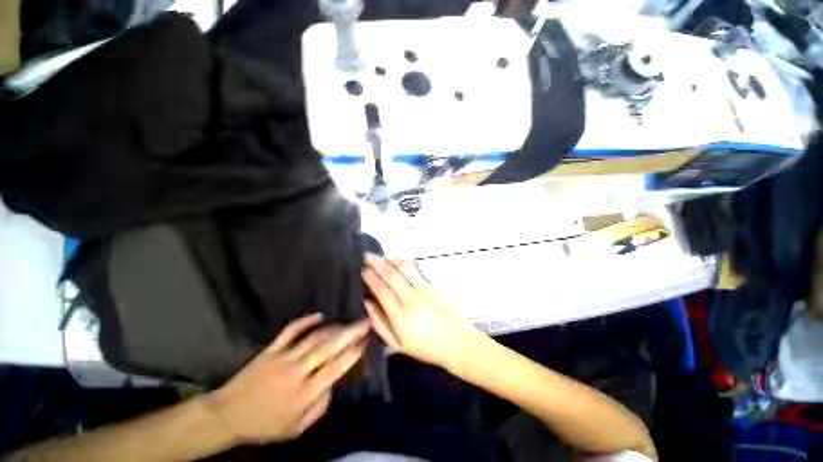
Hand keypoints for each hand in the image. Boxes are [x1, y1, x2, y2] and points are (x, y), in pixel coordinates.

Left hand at [205, 314, 369, 444]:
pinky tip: (320, 315)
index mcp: (304, 394)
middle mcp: (297, 372)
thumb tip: (333, 384)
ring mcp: (283, 358)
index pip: (335, 368)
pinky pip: (291, 331)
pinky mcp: (271, 349)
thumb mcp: (295, 428)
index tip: (366, 340)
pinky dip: (306, 321)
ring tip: (349, 321)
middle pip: (328, 347)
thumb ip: (319, 407)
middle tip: (365, 322)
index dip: (353, 352)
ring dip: (334, 327)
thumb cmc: (264, 425)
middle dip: (350, 333)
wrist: (227, 416)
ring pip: (314, 337)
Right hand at [362, 254, 477, 370]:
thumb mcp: (397, 343)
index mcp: (401, 315)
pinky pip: (419, 269)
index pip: (381, 290)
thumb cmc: (425, 346)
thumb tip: (366, 302)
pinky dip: (407, 263)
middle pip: (392, 275)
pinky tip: (400, 261)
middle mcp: (412, 298)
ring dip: (392, 260)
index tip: (362, 270)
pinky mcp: (436, 285)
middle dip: (377, 263)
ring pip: (406, 268)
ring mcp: (426, 289)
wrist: (456, 342)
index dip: (370, 277)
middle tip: (367, 256)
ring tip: (382, 257)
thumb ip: (379, 322)